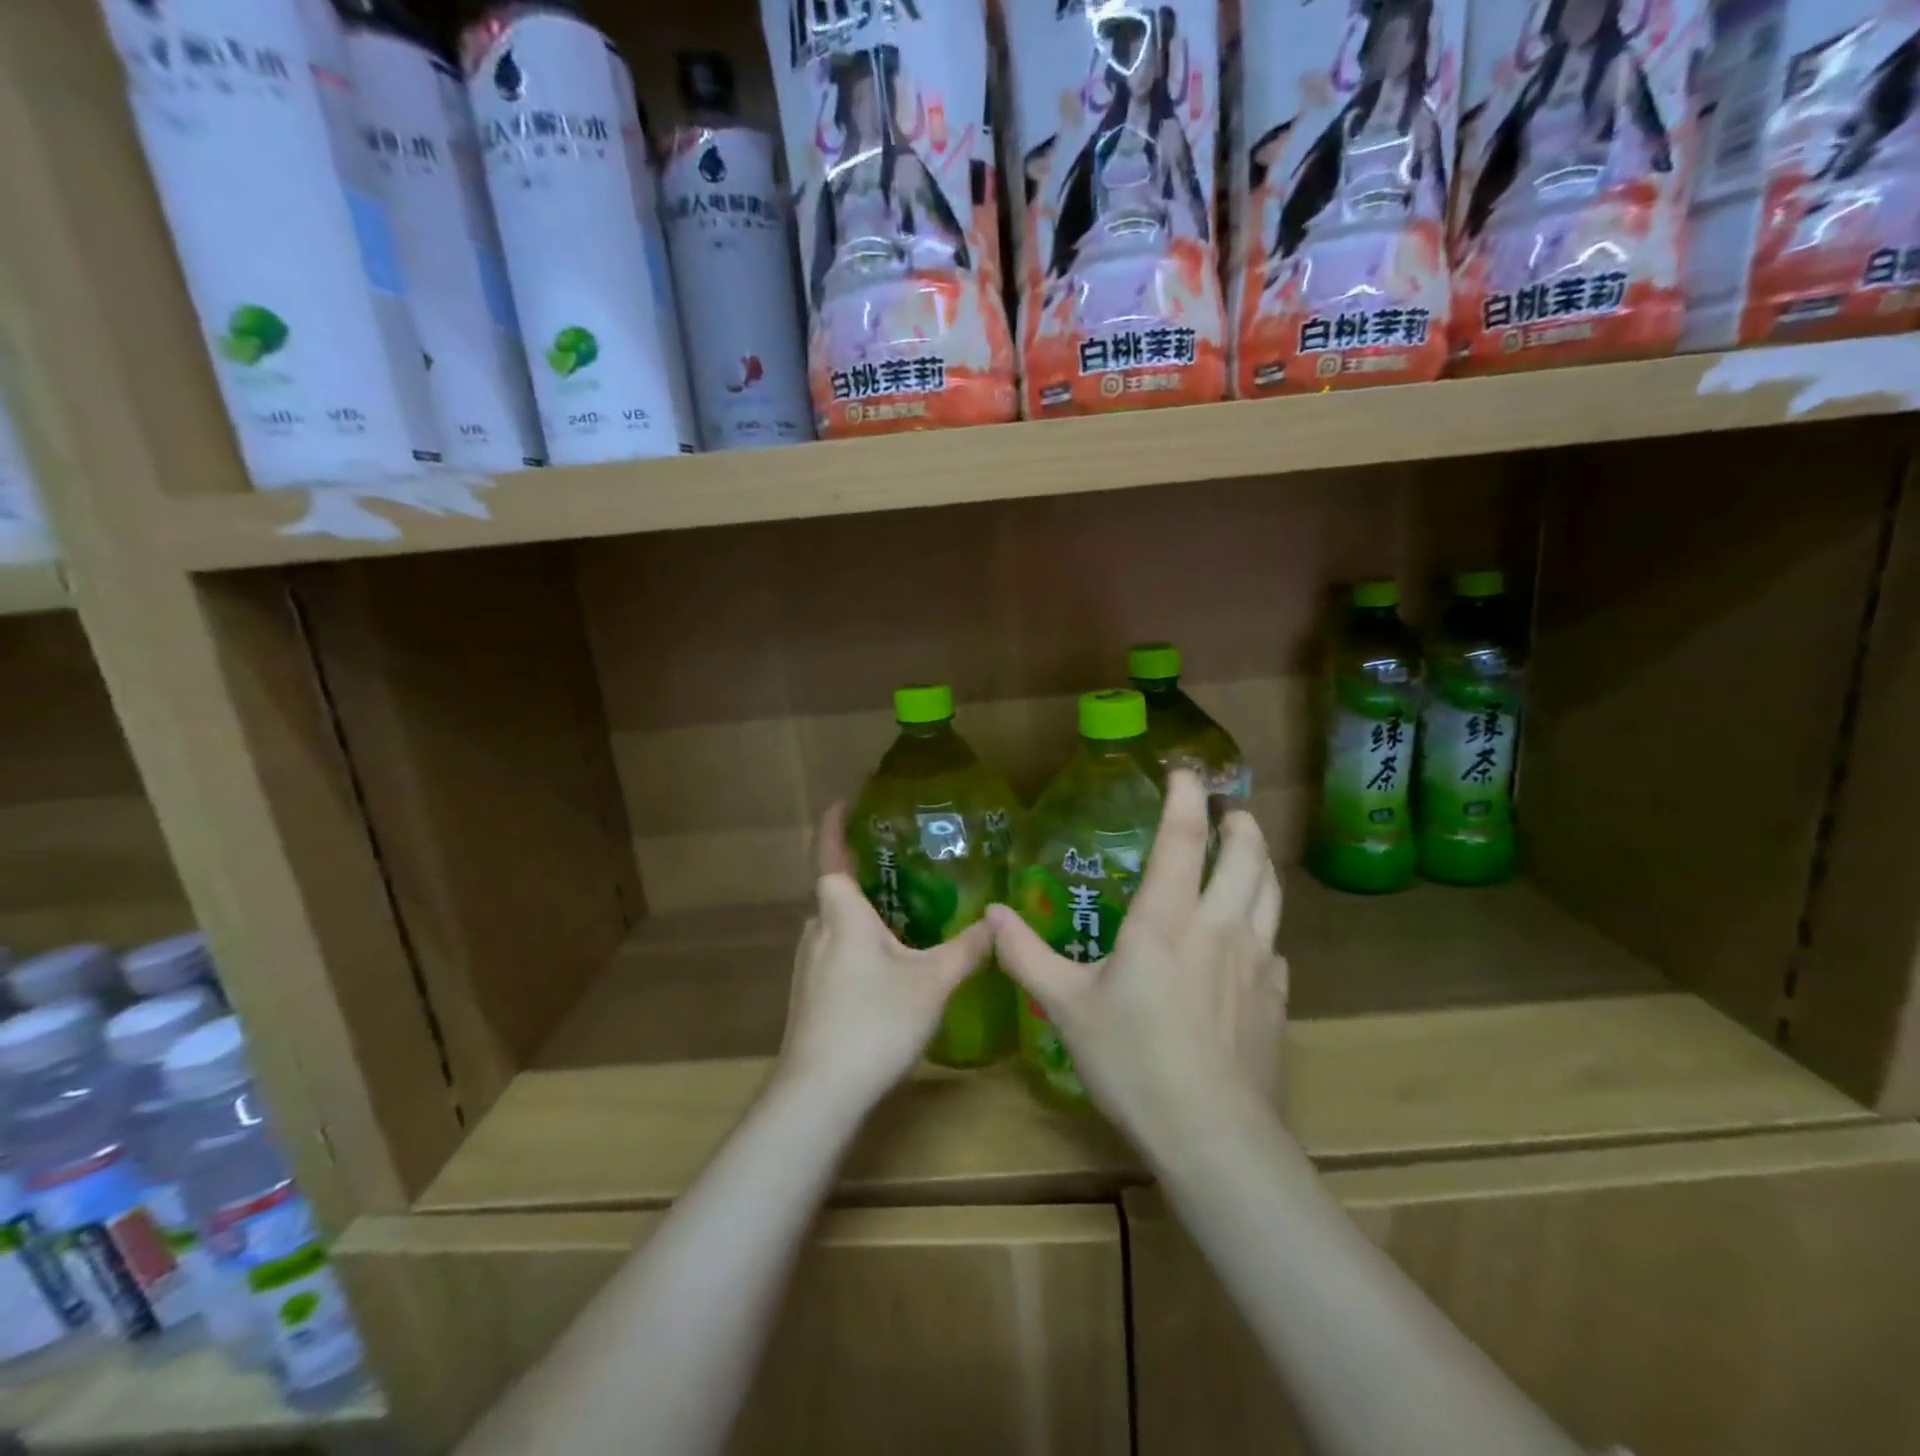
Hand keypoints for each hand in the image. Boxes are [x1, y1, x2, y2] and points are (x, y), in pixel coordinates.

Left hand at [777, 804, 991, 1110]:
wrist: (820, 1091)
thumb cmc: (875, 1021)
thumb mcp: (932, 982)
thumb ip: (966, 950)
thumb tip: (997, 921)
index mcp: (842, 915)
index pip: (831, 857)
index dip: (834, 827)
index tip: (844, 803)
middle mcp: (818, 932)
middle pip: (833, 892)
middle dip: (857, 874)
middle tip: (893, 863)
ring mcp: (807, 966)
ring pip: (833, 926)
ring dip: (857, 913)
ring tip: (895, 911)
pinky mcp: (808, 996)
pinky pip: (833, 952)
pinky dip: (854, 943)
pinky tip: (882, 965)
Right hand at [988, 770, 1287, 1146]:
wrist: (1214, 1136)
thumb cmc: (1133, 1063)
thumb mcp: (1067, 1008)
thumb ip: (1026, 956)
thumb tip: (991, 914)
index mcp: (1166, 921)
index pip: (1183, 840)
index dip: (1185, 799)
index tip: (1184, 772)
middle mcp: (1218, 928)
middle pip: (1245, 857)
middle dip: (1239, 825)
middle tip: (1228, 810)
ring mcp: (1256, 962)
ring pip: (1270, 893)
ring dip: (1261, 861)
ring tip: (1250, 850)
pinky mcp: (1276, 997)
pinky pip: (1274, 942)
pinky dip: (1264, 922)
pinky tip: (1252, 938)